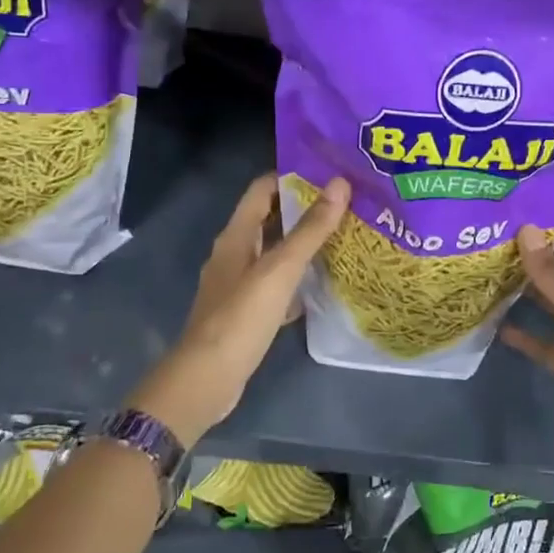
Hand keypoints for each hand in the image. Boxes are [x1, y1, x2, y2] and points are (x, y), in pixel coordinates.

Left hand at [126, 173, 349, 445]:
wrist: (207, 378)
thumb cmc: (241, 317)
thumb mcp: (280, 269)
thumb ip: (310, 229)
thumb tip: (340, 184)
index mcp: (236, 236)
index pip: (262, 190)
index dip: (292, 176)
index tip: (329, 174)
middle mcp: (234, 254)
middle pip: (270, 220)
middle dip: (303, 210)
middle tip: (345, 205)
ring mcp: (238, 285)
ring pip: (274, 254)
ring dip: (302, 245)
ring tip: (342, 238)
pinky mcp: (246, 312)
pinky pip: (275, 285)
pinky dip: (297, 279)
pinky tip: (322, 285)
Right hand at [501, 221, 553, 475]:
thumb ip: (553, 272)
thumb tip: (527, 230)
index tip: (525, 213)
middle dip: (538, 253)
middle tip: (497, 240)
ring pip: (552, 302)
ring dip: (527, 289)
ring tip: (490, 273)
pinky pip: (543, 340)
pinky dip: (523, 332)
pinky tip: (496, 326)